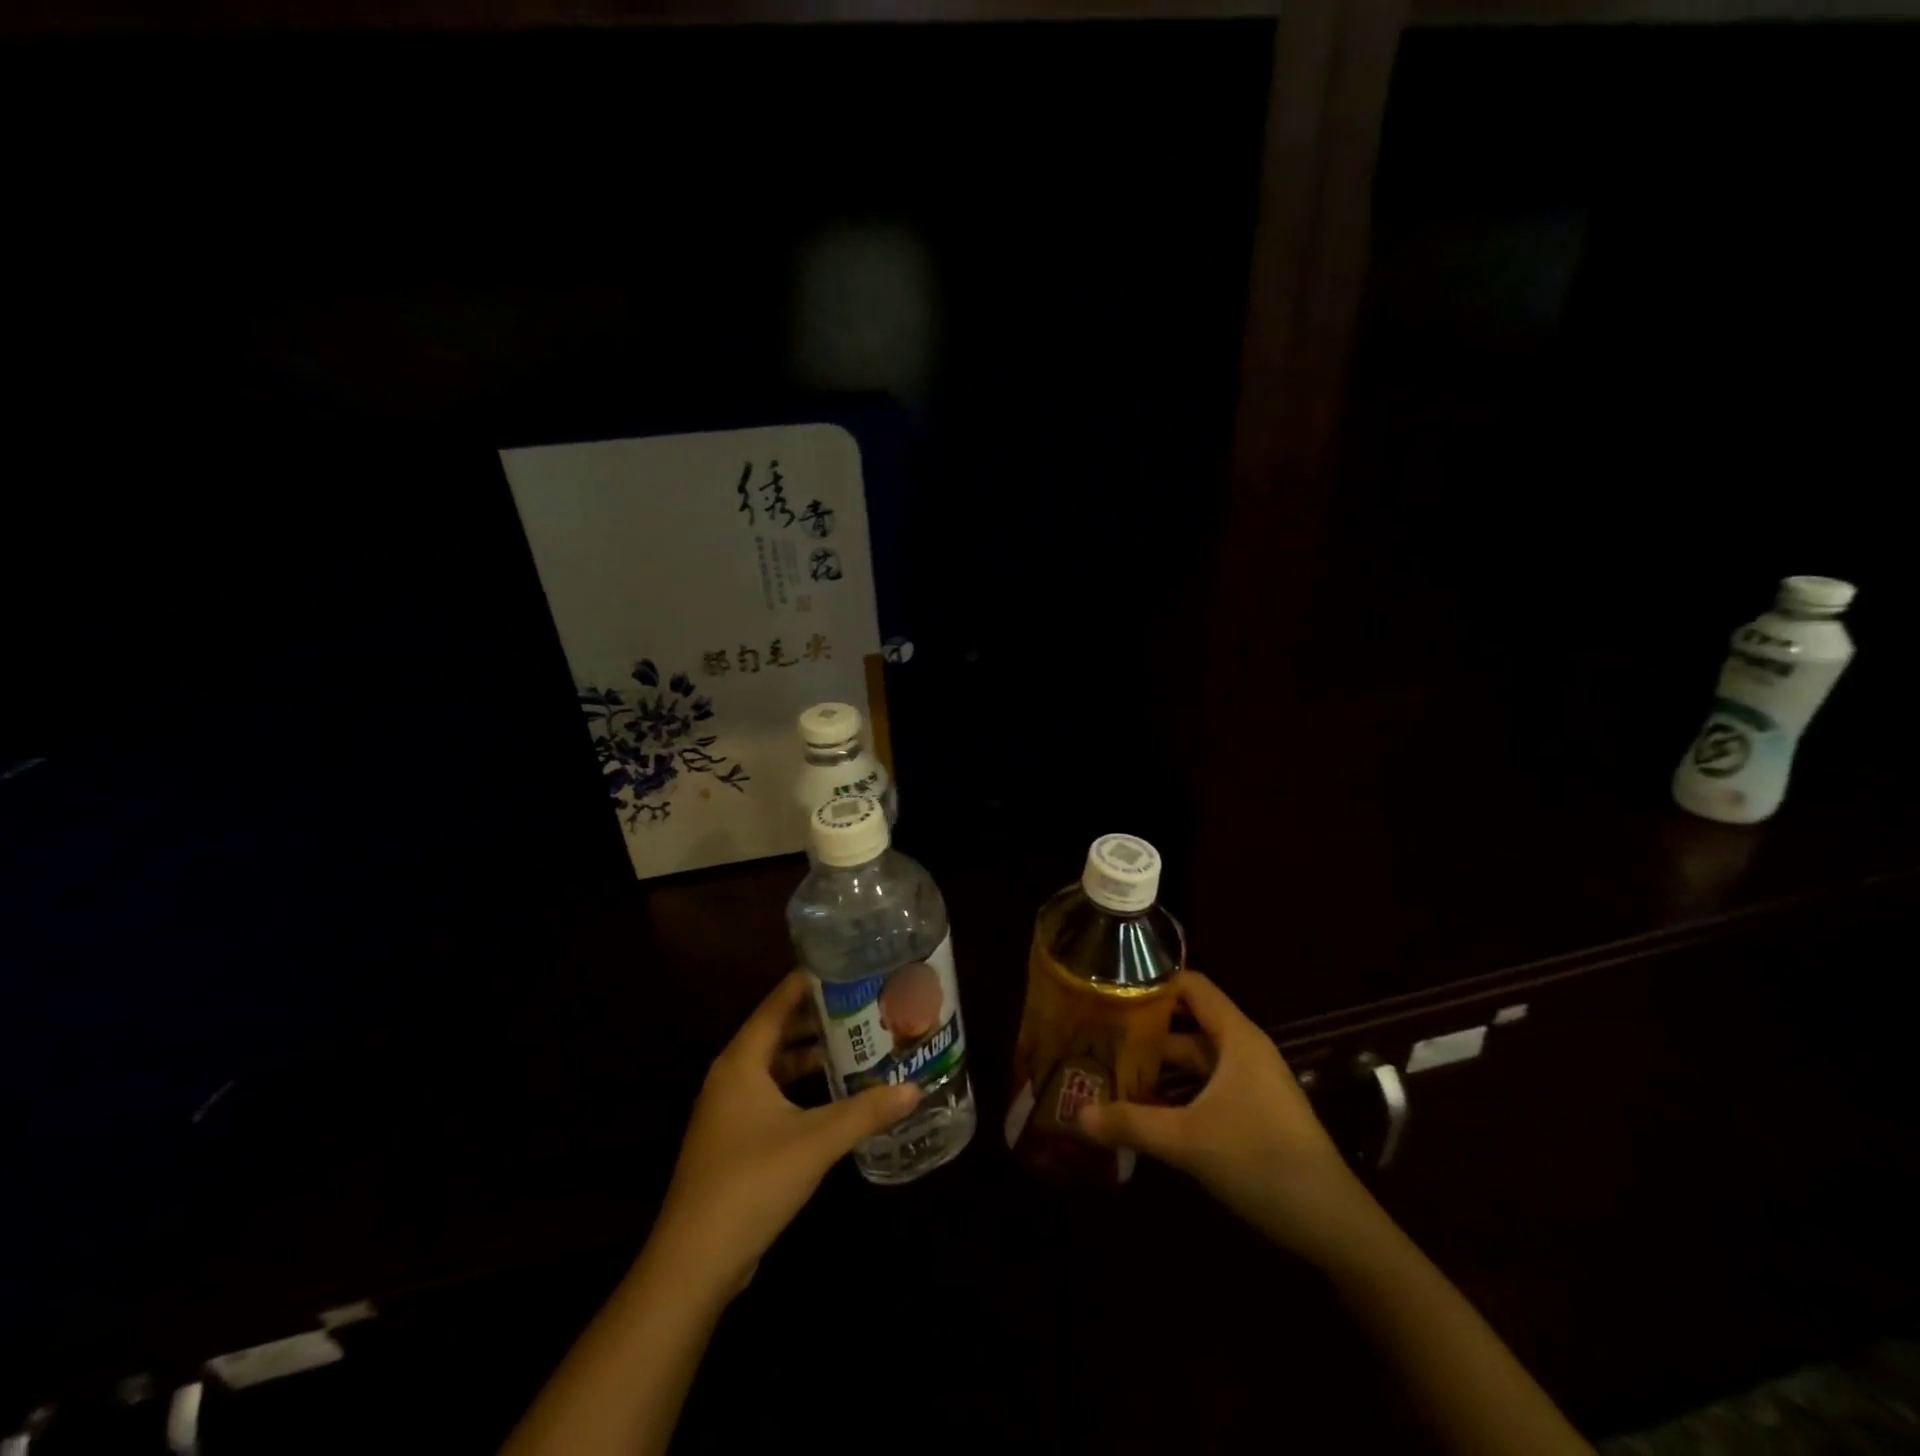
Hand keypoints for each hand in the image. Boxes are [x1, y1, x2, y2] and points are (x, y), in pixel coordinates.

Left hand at [650, 972, 920, 1295]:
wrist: (694, 1263)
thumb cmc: (751, 1182)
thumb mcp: (816, 1142)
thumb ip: (866, 1111)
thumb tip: (915, 1088)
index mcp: (741, 1062)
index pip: (777, 1003)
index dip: (809, 982)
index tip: (847, 964)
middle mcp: (731, 1077)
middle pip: (778, 1031)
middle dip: (819, 1018)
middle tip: (864, 1003)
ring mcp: (730, 1111)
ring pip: (776, 1066)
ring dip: (812, 1054)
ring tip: (857, 1042)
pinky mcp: (735, 1141)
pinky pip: (774, 1095)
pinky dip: (802, 1086)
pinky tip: (835, 1095)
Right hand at [1077, 971, 1381, 1267]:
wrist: (1334, 1225)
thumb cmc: (1262, 1161)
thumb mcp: (1189, 1140)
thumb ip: (1132, 1123)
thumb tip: (1078, 1114)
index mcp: (1236, 1037)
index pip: (1192, 986)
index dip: (1153, 981)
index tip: (1111, 985)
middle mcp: (1243, 1051)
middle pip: (1187, 1022)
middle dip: (1145, 1027)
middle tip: (1097, 1031)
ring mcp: (1250, 1083)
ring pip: (1195, 1059)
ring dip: (1158, 1063)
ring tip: (1110, 1066)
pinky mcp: (1252, 1112)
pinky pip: (1205, 1087)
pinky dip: (1175, 1090)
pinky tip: (1143, 1107)